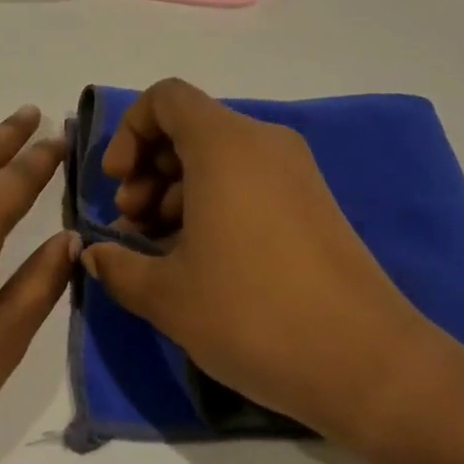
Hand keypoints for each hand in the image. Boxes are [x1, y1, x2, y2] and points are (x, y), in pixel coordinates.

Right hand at [79, 79, 442, 443]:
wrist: (369, 365)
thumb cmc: (254, 313)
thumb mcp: (168, 296)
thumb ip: (118, 266)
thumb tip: (94, 254)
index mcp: (225, 144)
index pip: (166, 98)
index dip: (130, 131)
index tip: (118, 183)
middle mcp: (263, 142)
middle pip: (190, 127)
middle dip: (149, 169)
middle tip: (132, 225)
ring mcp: (295, 171)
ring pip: (218, 157)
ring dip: (177, 191)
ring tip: (159, 250)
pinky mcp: (313, 202)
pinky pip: (248, 180)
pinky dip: (214, 202)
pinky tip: (200, 259)